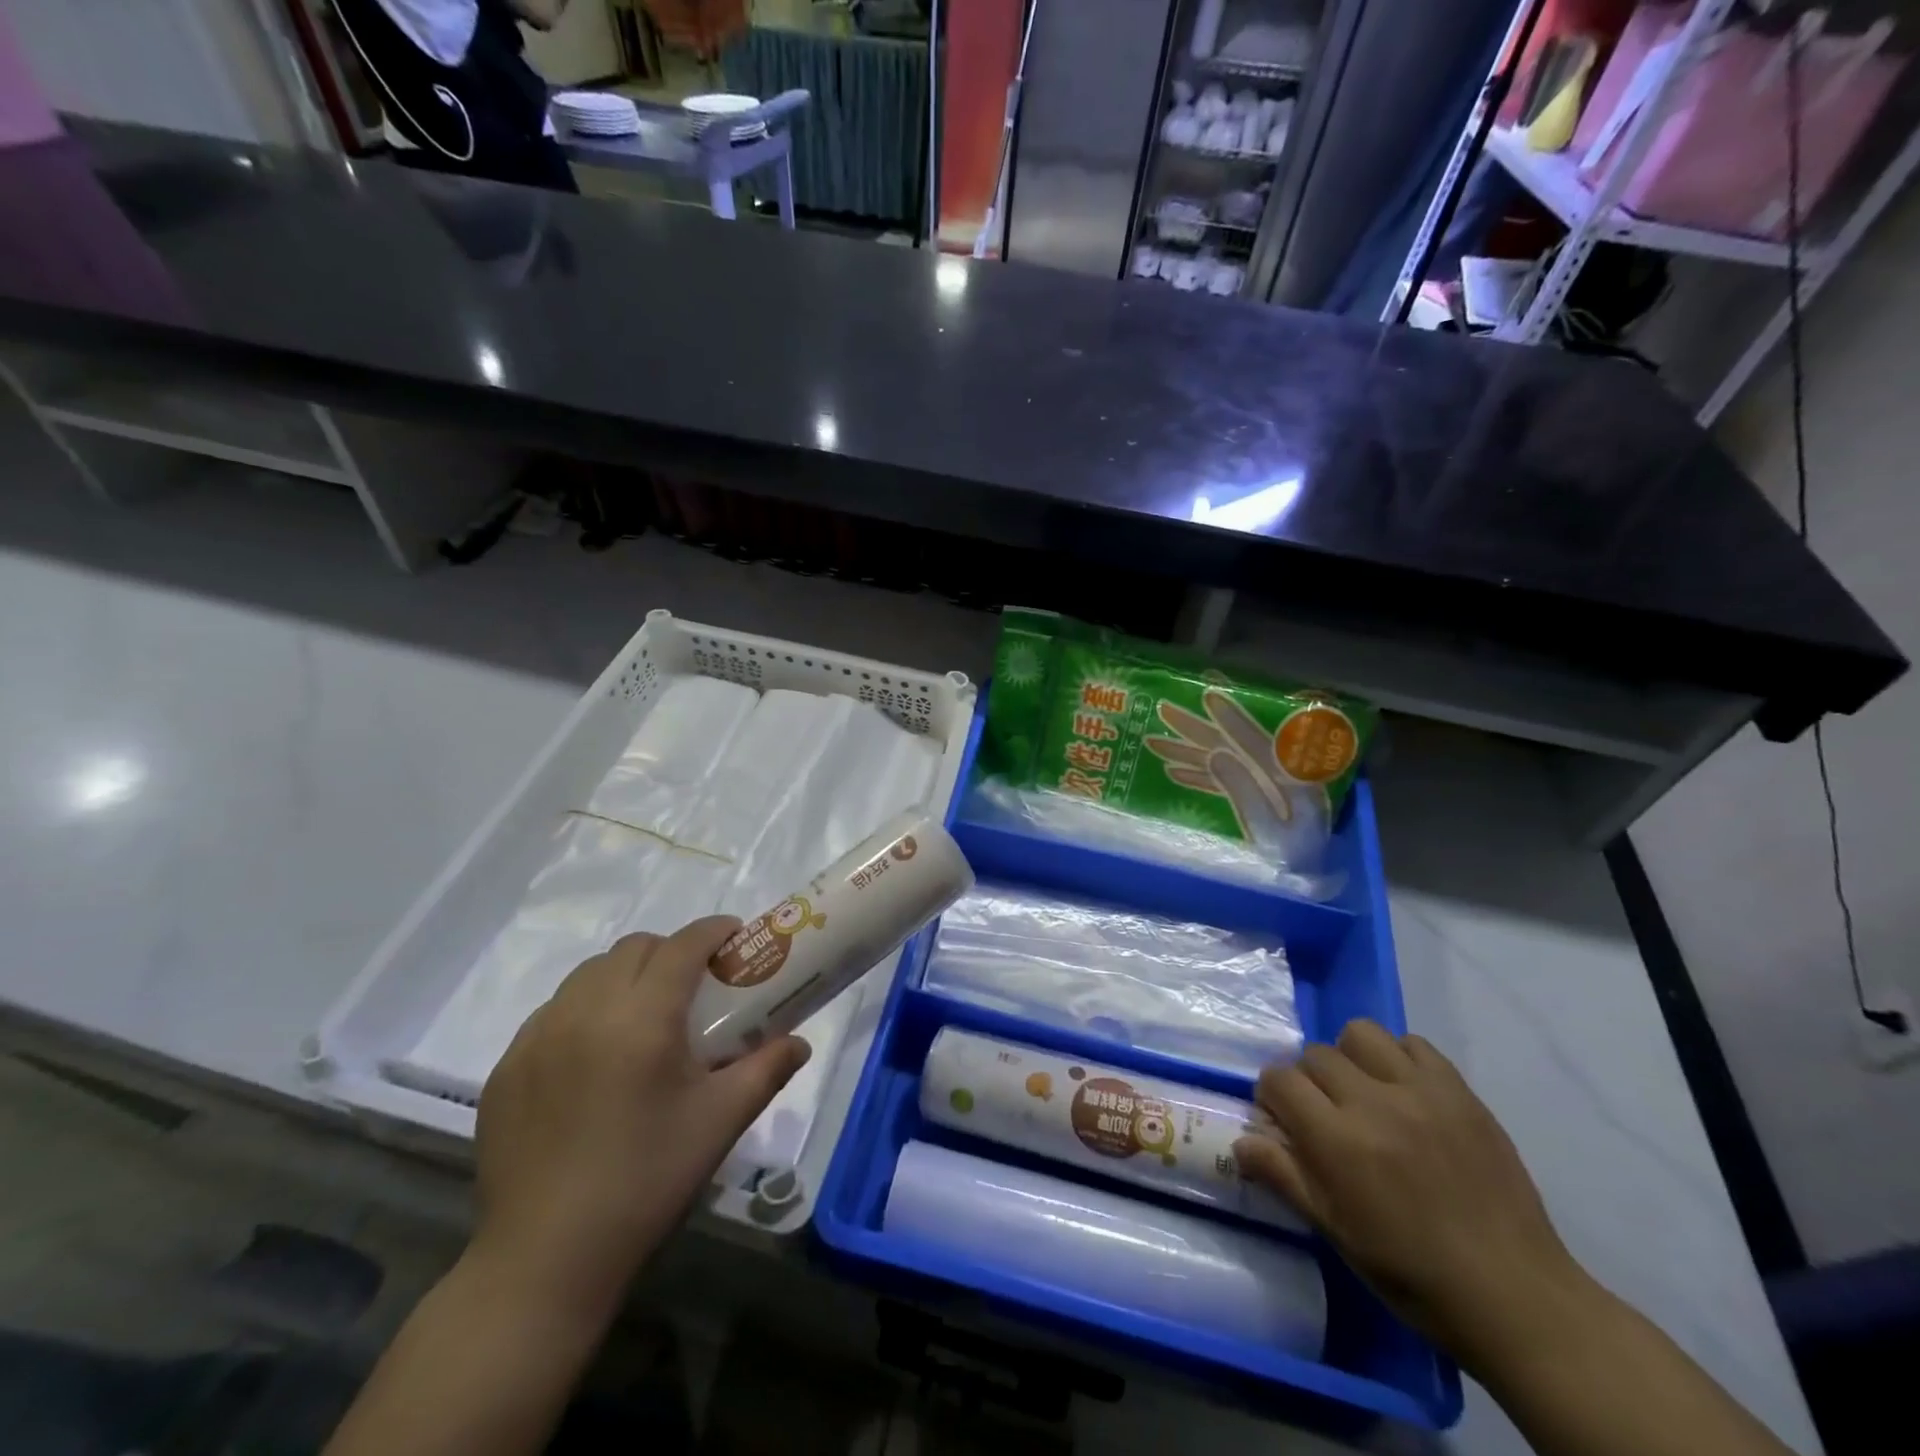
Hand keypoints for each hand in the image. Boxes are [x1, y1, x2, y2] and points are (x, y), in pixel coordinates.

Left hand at [470, 918, 809, 1328]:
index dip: (714, 931)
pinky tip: (596, 1056)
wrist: (546, 1260)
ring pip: (589, 974)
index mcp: (641, 1018)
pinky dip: (584, 1010)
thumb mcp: (720, 1121)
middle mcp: (585, 1011)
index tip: (736, 939)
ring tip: (644, 1018)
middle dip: (671, 951)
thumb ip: (767, 1069)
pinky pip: (553, 1011)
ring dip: (626, 976)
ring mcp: (537, 1037)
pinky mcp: (507, 1067)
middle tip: (695, 987)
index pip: (683, 945)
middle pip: (634, 948)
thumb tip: (800, 1044)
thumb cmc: (647, 1181)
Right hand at [1235, 1021, 1589, 1371]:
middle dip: (1308, 1080)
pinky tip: (1406, 1093)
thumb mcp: (1336, 1232)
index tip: (1284, 1121)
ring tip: (1364, 1092)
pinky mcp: (1460, 1092)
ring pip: (1360, 1034)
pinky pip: (1415, 1044)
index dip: (1272, 1097)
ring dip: (1351, 1057)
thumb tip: (1241, 1141)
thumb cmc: (1413, 1273)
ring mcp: (1422, 1091)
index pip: (1279, 1080)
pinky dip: (1400, 1059)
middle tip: (1326, 1115)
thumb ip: (1284, 1176)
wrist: (1516, 1297)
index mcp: (1339, 1141)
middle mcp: (1375, 1102)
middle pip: (1315, 1055)